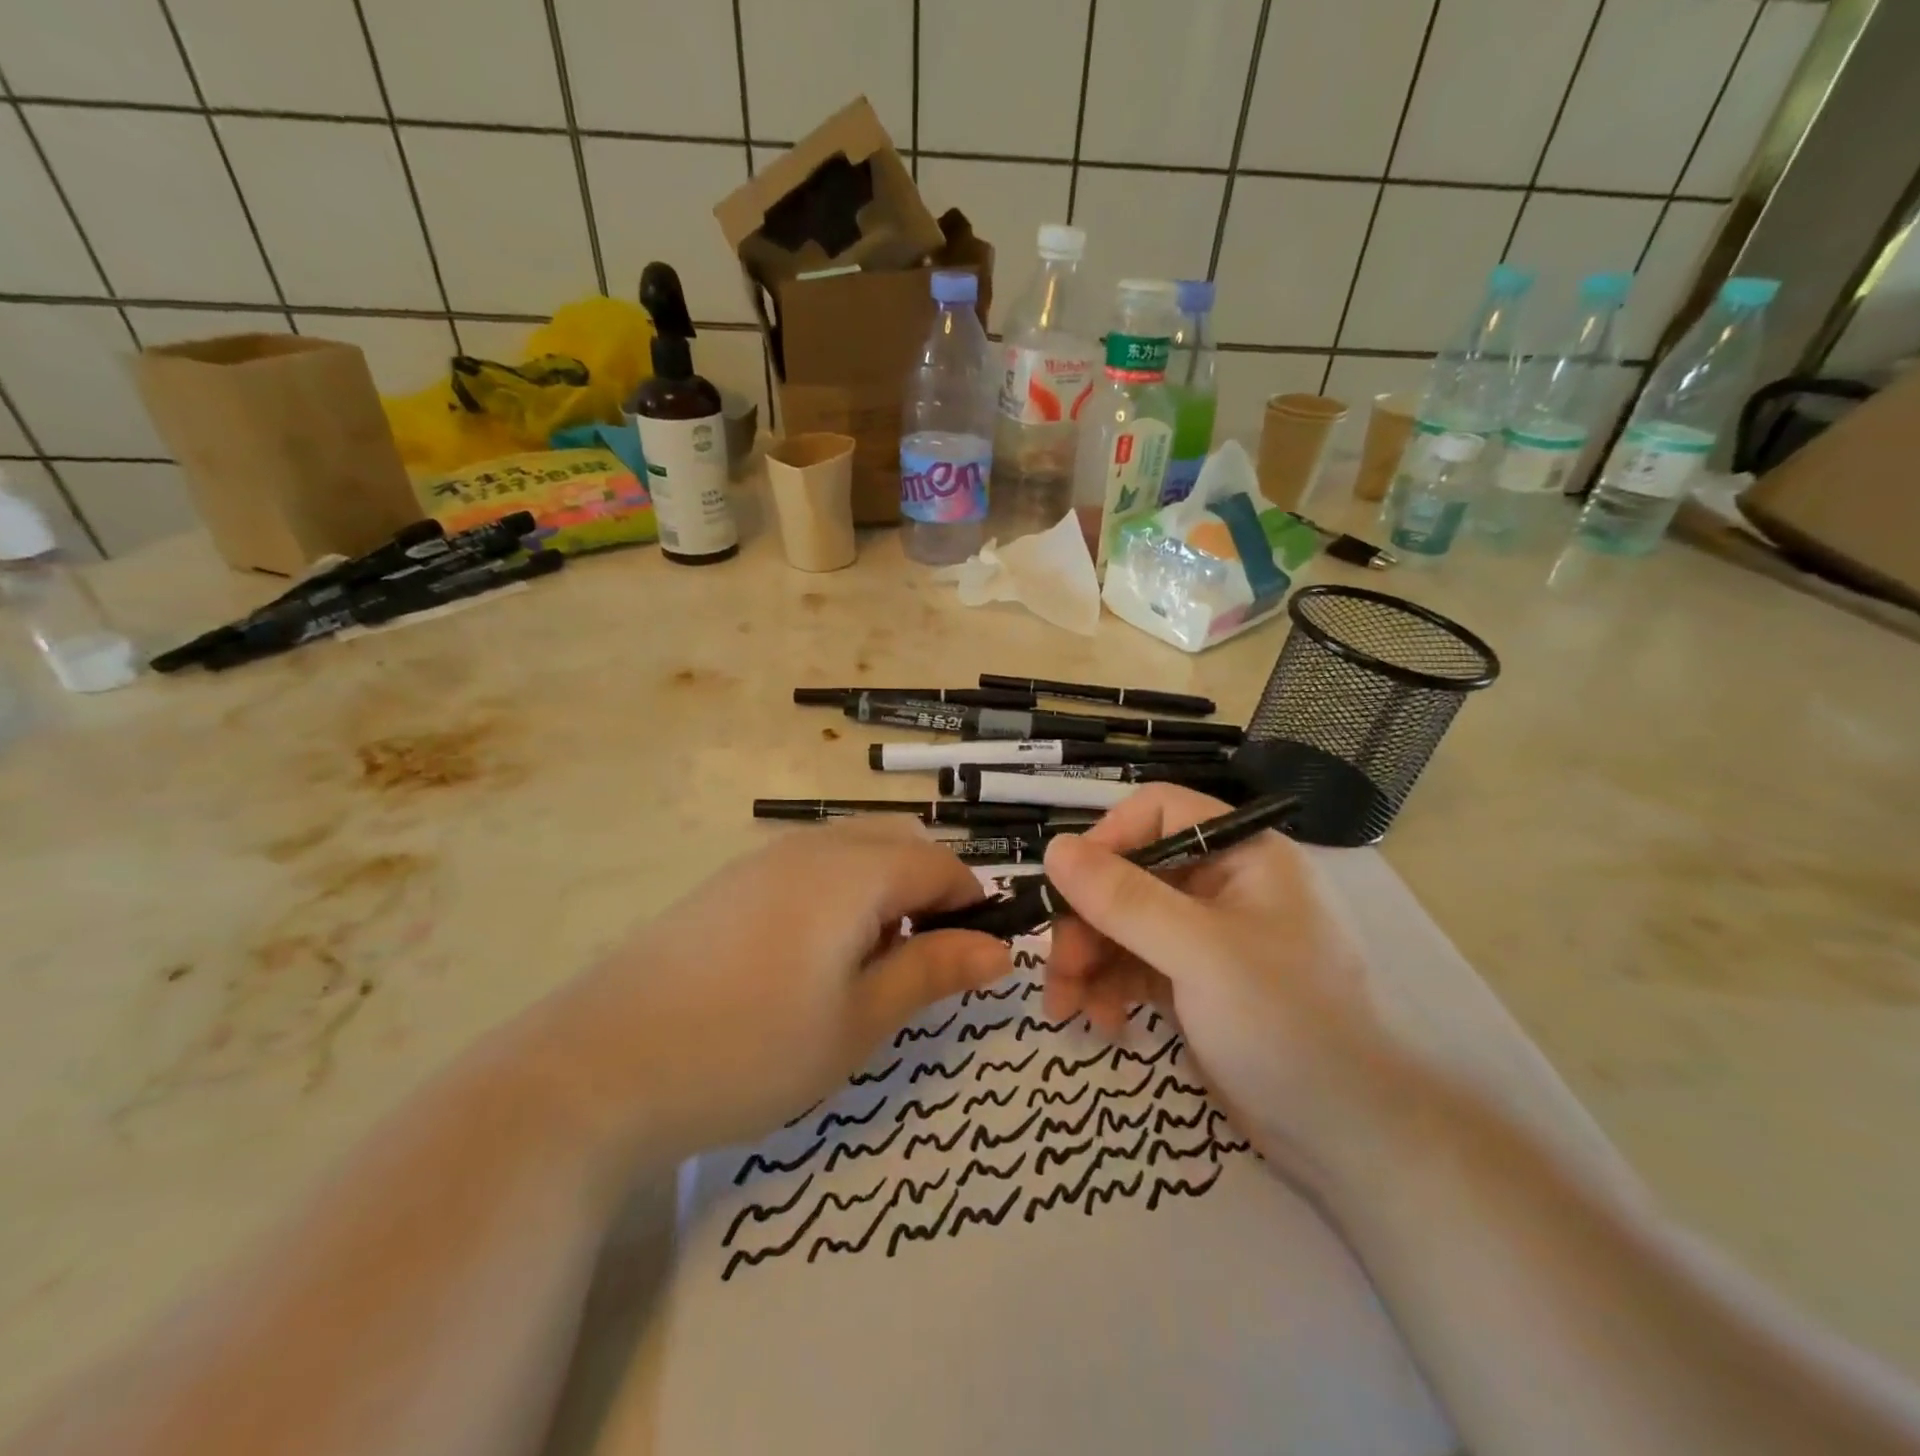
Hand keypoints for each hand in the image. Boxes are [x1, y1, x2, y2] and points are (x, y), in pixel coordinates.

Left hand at [541, 819, 1010, 1160]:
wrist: (597, 1067)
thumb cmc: (749, 1049)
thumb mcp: (858, 1022)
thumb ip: (932, 972)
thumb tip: (1000, 948)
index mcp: (854, 871)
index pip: (941, 864)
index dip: (972, 905)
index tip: (974, 960)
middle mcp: (812, 847)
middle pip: (899, 843)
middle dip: (928, 891)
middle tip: (917, 964)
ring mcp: (763, 860)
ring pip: (853, 852)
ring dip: (882, 892)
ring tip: (863, 968)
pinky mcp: (729, 883)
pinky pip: (809, 868)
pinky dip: (837, 896)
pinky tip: (806, 961)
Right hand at [1042, 785, 1416, 1189]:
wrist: (1355, 1140)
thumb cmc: (1288, 1025)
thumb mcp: (1200, 953)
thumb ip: (1123, 899)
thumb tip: (1053, 847)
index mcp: (1241, 855)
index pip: (1158, 812)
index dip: (1108, 839)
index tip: (1068, 886)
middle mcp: (1222, 886)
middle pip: (1130, 874)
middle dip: (1087, 920)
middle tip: (1059, 970)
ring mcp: (1206, 938)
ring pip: (1124, 924)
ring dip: (1088, 960)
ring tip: (1066, 1008)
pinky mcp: (1195, 984)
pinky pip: (1134, 966)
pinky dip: (1110, 988)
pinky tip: (1101, 1023)